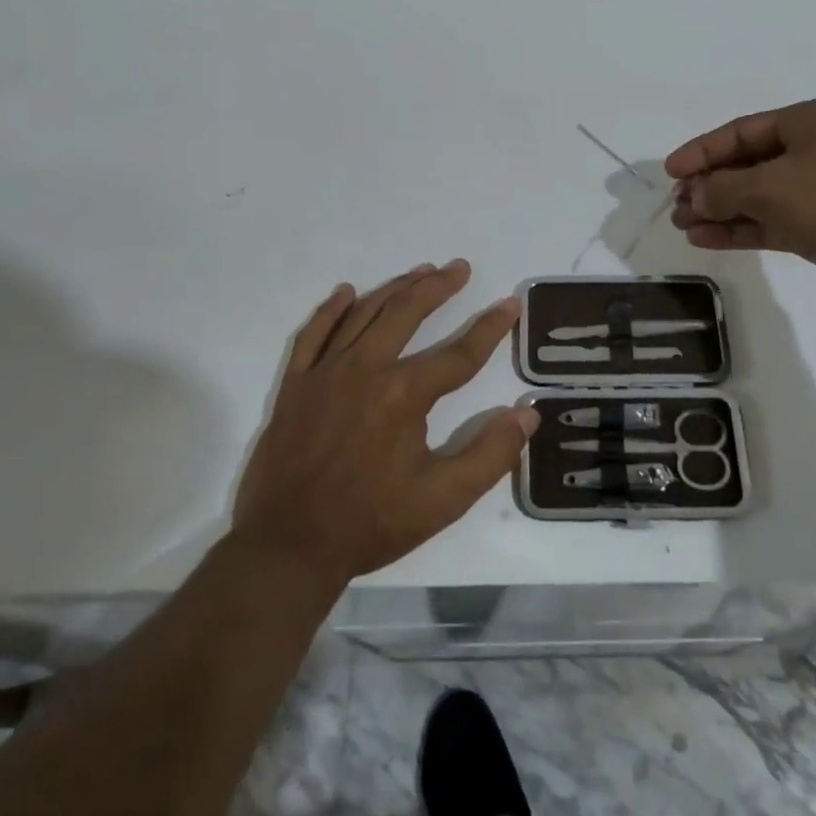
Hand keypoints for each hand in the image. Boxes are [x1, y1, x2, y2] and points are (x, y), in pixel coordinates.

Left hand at [231, 260, 536, 581]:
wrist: (288, 547)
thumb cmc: (371, 523)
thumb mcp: (443, 500)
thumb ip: (491, 455)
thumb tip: (528, 414)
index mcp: (403, 394)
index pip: (459, 353)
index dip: (490, 328)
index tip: (510, 304)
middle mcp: (365, 369)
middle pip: (407, 313)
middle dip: (438, 287)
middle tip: (458, 268)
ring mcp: (324, 373)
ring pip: (364, 314)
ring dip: (395, 289)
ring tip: (420, 272)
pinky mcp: (295, 385)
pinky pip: (313, 334)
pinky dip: (331, 310)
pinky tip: (347, 292)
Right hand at [665, 98, 815, 310]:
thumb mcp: (770, 188)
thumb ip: (722, 188)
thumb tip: (694, 195)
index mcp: (810, 121)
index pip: (742, 131)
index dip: (702, 151)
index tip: (670, 172)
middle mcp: (815, 149)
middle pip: (747, 163)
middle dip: (709, 185)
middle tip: (676, 206)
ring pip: (757, 195)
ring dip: (720, 210)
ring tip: (684, 226)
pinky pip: (770, 220)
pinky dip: (740, 228)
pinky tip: (706, 239)